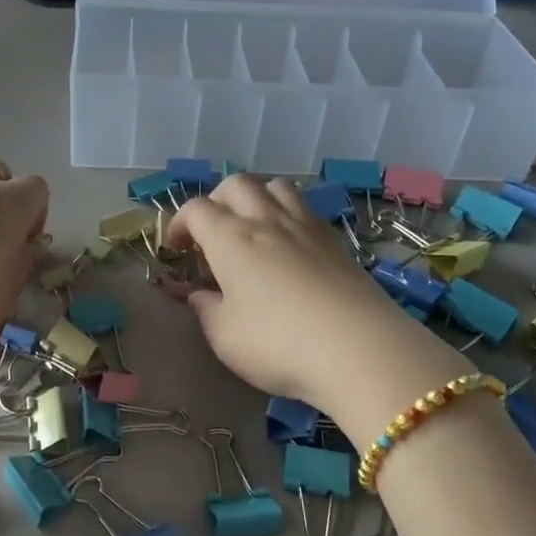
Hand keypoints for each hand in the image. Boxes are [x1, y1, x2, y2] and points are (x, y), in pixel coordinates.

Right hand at [166, 176, 466, 442]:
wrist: (359, 349)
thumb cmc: (278, 343)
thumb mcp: (225, 337)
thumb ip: (207, 310)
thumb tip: (201, 295)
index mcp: (230, 238)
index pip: (196, 210)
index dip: (179, 224)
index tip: (176, 249)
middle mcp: (265, 220)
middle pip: (235, 185)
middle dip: (216, 201)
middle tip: (212, 234)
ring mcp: (305, 226)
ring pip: (275, 186)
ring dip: (256, 198)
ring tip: (252, 228)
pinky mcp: (335, 240)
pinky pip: (304, 208)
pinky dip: (287, 214)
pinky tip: (289, 245)